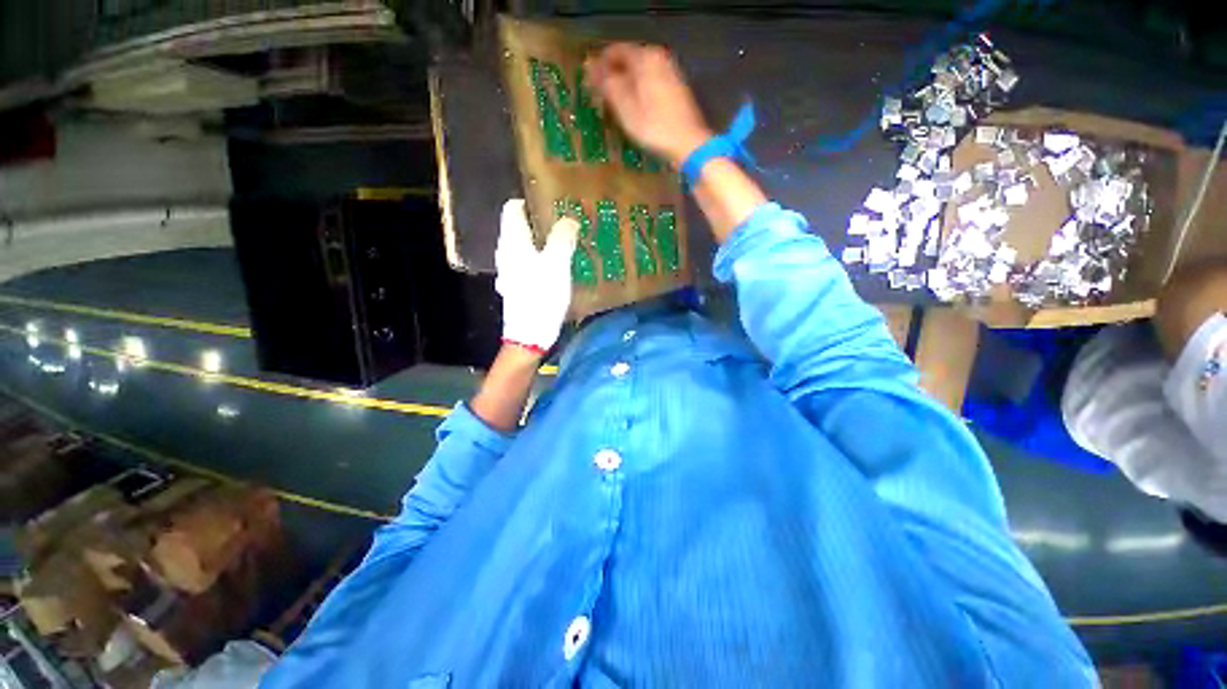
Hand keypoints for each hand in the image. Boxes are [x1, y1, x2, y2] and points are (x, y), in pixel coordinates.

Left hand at [495, 199, 578, 351]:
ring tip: (567, 245)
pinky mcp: (518, 286)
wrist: (530, 334)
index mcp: (512, 242)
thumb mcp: (557, 263)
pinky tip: (559, 268)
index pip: (514, 208)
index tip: (554, 205)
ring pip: (526, 248)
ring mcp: (511, 271)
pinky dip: (543, 261)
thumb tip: (568, 219)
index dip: (532, 202)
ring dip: (544, 243)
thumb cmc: (541, 295)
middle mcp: (506, 253)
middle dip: (542, 224)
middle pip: (521, 228)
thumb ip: (562, 237)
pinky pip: (530, 265)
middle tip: (567, 225)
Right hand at [585, 43, 712, 167]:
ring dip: (625, 86)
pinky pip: (650, 84)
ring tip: (613, 106)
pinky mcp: (676, 91)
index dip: (599, 66)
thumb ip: (607, 83)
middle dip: (612, 76)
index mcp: (645, 56)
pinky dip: (638, 93)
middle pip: (628, 61)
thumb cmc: (654, 125)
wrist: (688, 143)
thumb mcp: (625, 106)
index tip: (588, 83)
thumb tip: (590, 66)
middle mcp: (659, 58)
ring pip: (640, 74)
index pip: (614, 51)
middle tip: (599, 97)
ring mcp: (670, 73)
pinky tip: (633, 110)